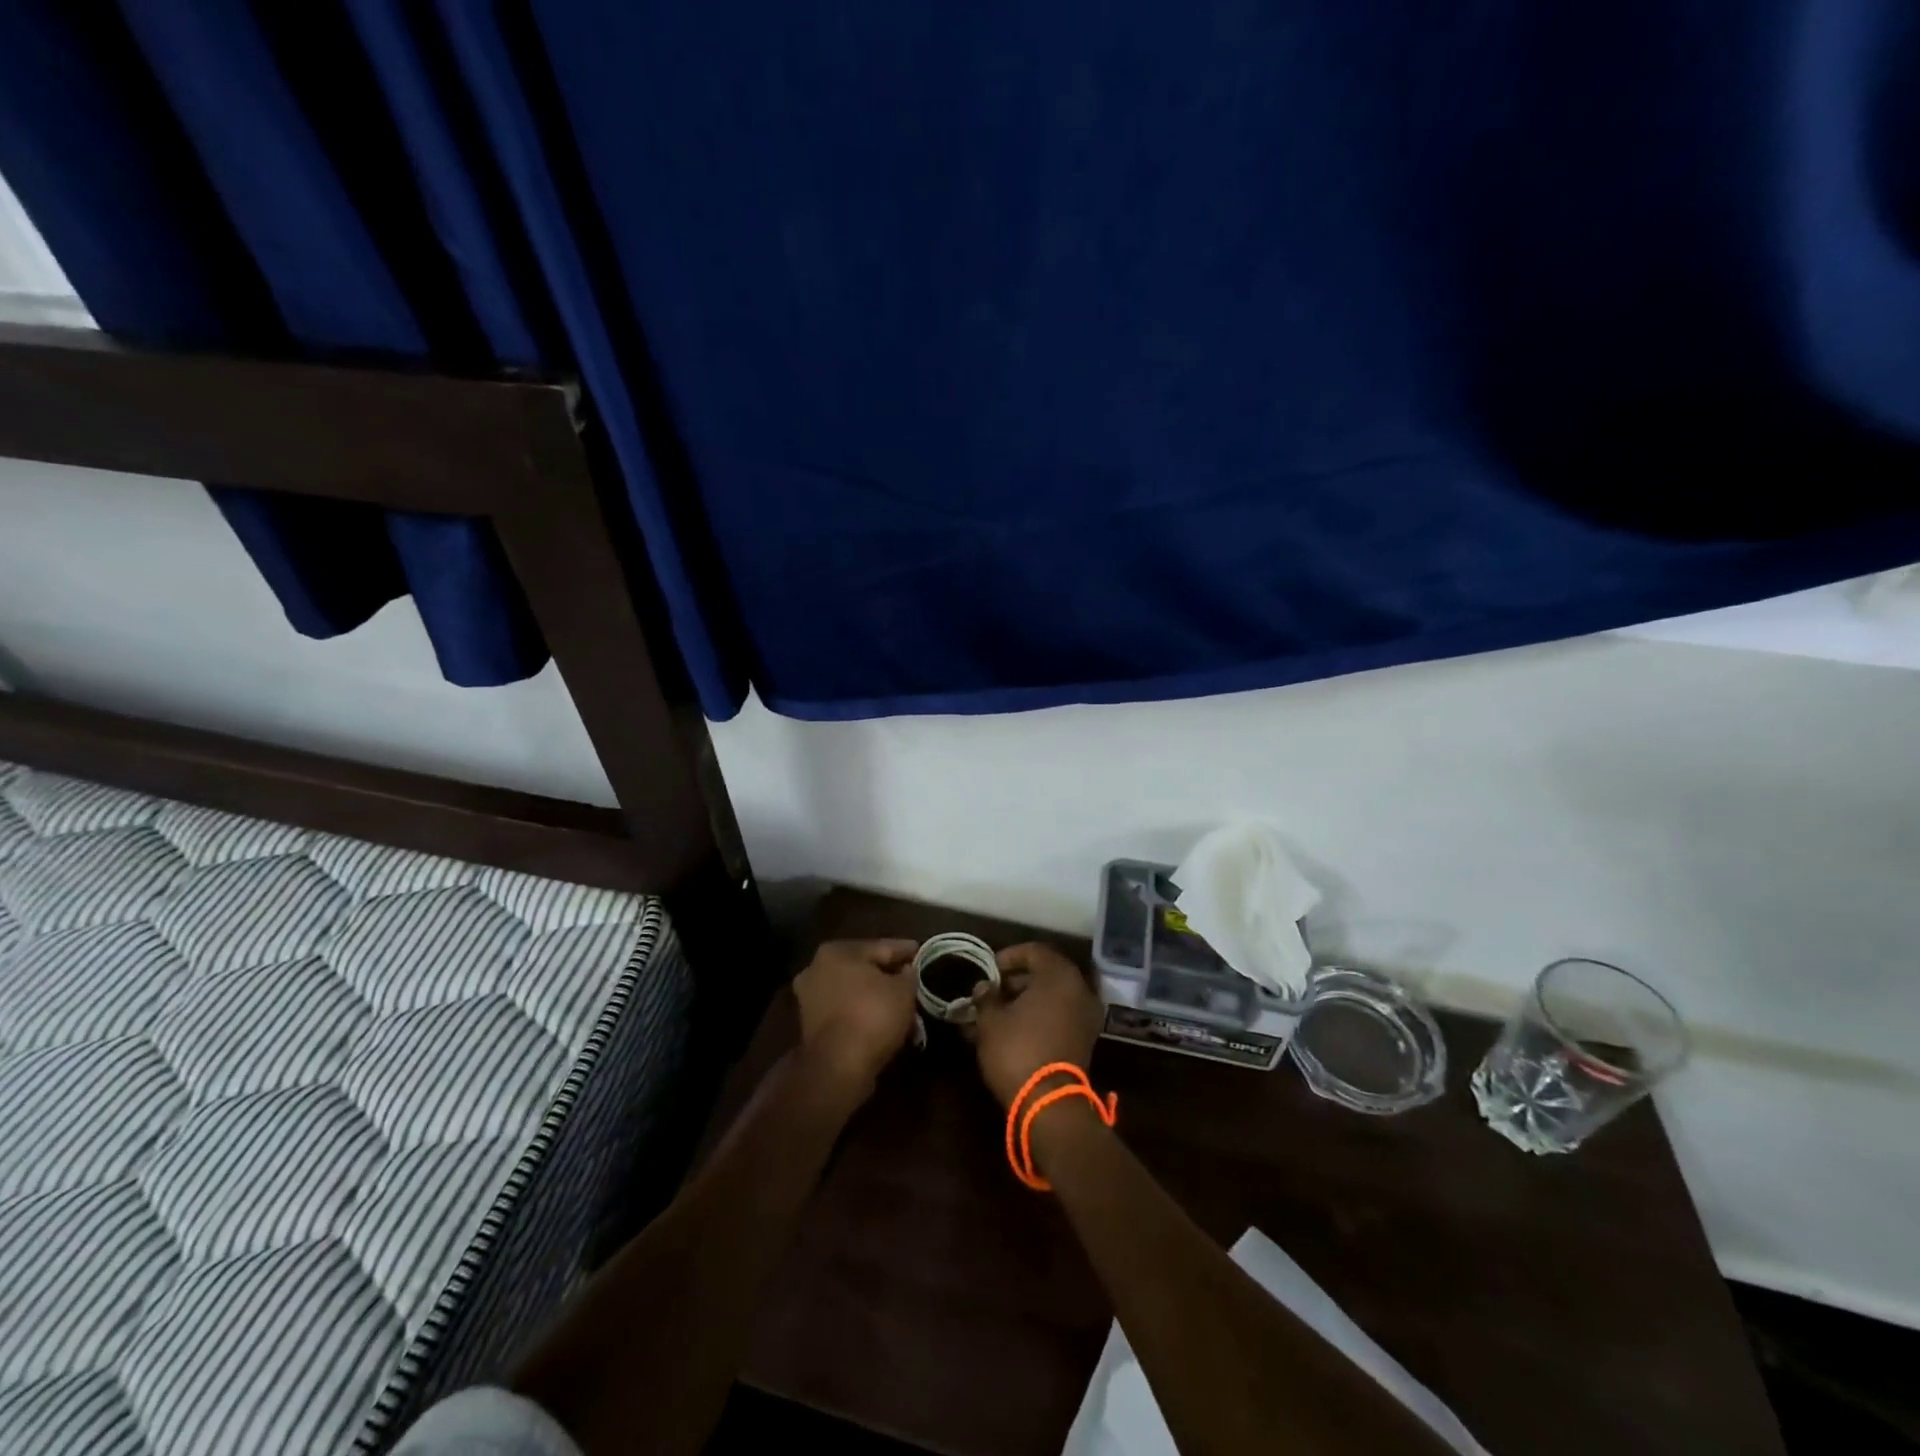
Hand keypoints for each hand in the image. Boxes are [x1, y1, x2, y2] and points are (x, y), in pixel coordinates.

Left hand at [793, 938, 920, 1096]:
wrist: (837, 1066)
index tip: (922, 953)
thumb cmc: (872, 1015)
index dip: (906, 951)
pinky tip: (884, 1023)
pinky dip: (864, 1014)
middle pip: (864, 969)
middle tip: (913, 983)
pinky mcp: (811, 1025)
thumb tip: (907, 971)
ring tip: (903, 1008)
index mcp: (838, 951)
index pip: (881, 946)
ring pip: (855, 992)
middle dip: (889, 977)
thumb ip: (908, 974)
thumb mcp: (903, 990)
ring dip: (877, 998)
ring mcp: (810, 997)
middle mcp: (817, 968)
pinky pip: (846, 1011)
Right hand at [969, 942, 1104, 1106]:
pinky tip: (1010, 1030)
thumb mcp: (991, 1020)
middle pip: (1045, 974)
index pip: (1035, 951)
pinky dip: (1037, 1018)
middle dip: (1015, 981)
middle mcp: (1079, 990)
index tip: (989, 970)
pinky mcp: (1083, 1041)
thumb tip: (984, 987)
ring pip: (1051, 998)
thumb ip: (986, 997)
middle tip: (990, 992)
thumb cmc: (1017, 1049)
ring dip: (1024, 1002)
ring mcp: (1085, 1016)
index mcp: (1060, 976)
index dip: (1009, 957)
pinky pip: (1058, 1017)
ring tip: (994, 1014)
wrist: (1049, 1104)